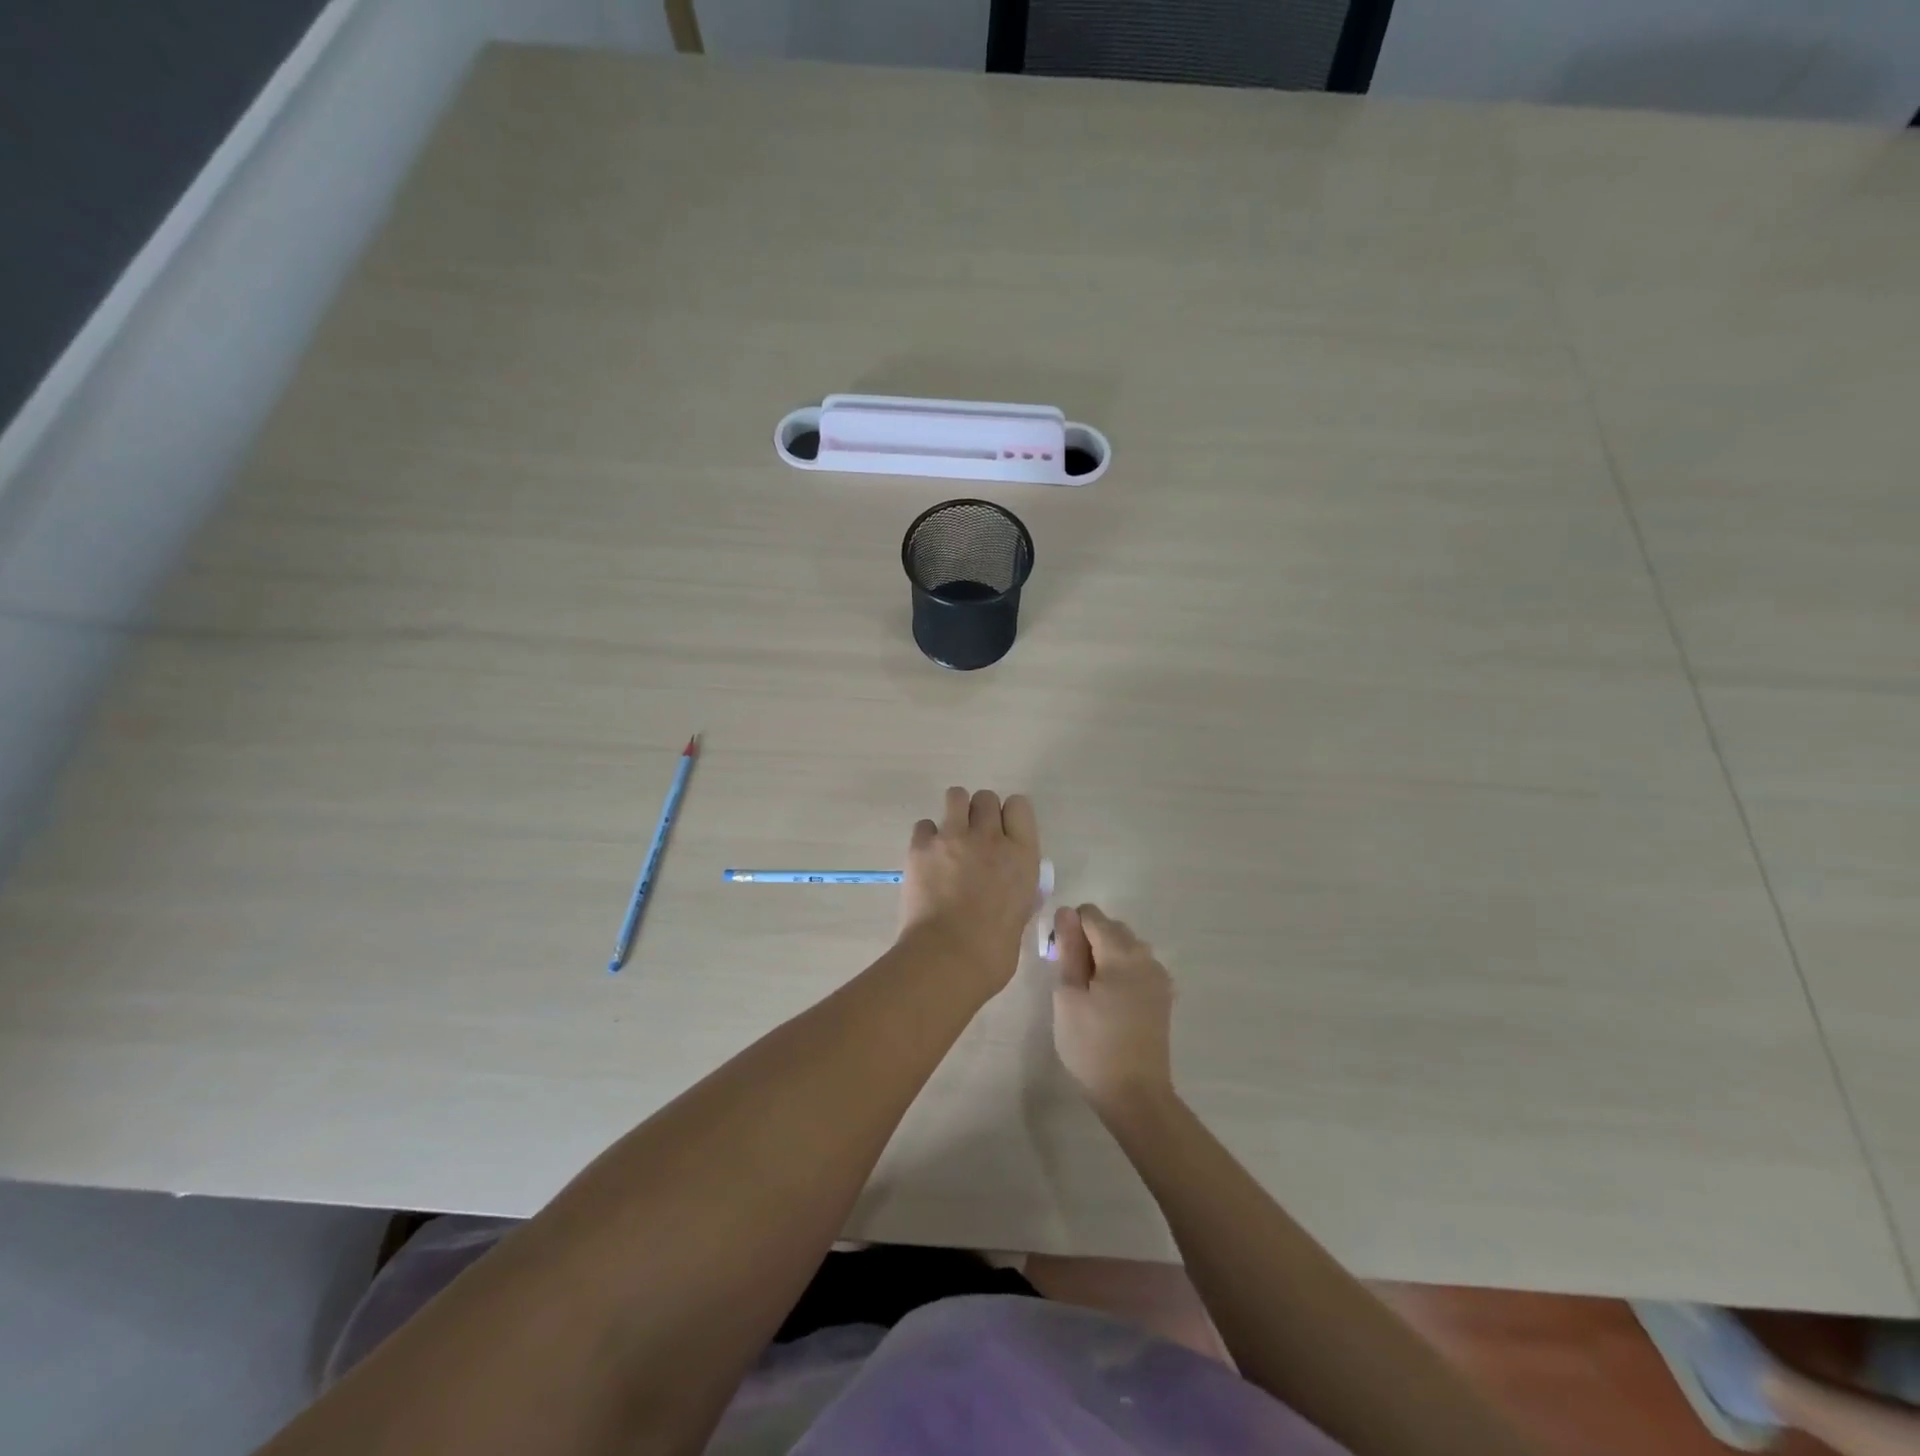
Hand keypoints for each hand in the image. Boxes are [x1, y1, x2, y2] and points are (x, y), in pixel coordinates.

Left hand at [899, 787, 1040, 994]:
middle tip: (974, 839)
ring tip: (949, 838)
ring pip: (956, 796)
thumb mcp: (1020, 913)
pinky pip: (924, 824)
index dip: (1009, 816)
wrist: (948, 958)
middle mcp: (990, 837)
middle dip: (980, 813)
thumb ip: (1015, 888)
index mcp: (1022, 855)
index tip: (1003, 833)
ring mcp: (954, 837)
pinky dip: (927, 837)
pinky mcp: (921, 846)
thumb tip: (1007, 885)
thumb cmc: (993, 950)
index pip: (1020, 806)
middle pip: (986, 798)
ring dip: (955, 812)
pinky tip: (927, 858)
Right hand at [1051, 904, 1175, 1115]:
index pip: (1091, 915)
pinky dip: (1120, 972)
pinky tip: (1109, 1002)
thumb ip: (1068, 949)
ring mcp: (1159, 977)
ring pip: (1126, 947)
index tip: (1059, 959)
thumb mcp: (1069, 995)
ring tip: (1089, 992)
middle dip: (1088, 940)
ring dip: (1105, 956)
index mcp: (1122, 953)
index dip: (1069, 928)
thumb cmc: (1092, 1045)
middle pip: (1112, 928)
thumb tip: (1066, 912)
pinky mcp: (1163, 996)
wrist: (1135, 1095)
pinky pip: (1138, 967)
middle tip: (1071, 979)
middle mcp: (1146, 956)